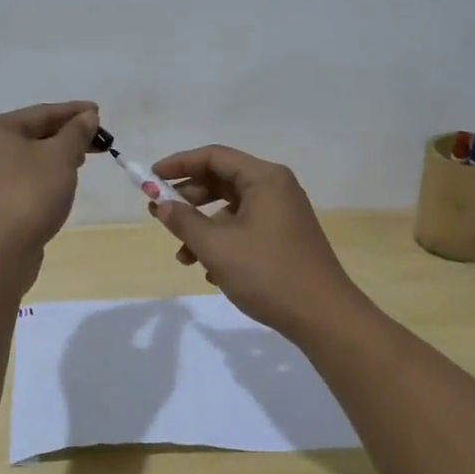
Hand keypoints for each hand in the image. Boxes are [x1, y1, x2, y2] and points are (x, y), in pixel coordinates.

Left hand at [0, 101, 99, 255]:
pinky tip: (61, 182)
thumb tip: (87, 116)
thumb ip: (76, 132)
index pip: (41, 112)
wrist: (0, 251)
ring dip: (56, 155)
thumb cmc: (30, 193)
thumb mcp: (60, 156)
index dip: (73, 111)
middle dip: (66, 135)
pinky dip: (44, 175)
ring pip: (28, 157)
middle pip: (33, 134)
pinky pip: (22, 178)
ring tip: (82, 159)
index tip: (98, 111)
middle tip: (97, 139)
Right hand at [148, 144, 370, 334]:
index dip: (179, 164)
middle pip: (222, 180)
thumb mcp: (216, 246)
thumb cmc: (268, 273)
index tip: (150, 178)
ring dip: (202, 227)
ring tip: (183, 255)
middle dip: (188, 198)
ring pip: (231, 209)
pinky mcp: (284, 238)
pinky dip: (222, 241)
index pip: (213, 157)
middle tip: (160, 214)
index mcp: (264, 178)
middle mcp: (275, 188)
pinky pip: (244, 228)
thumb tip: (161, 203)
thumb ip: (183, 221)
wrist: (323, 317)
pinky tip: (210, 271)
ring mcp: (282, 214)